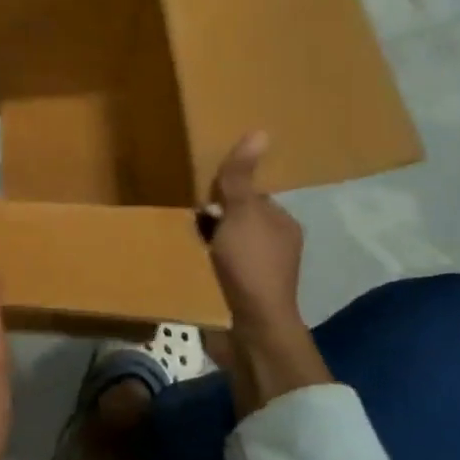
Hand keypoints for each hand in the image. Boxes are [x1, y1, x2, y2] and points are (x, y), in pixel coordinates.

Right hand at [207, 131, 333, 414]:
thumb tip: (259, 131)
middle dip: (211, 217)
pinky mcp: (238, 294)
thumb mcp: (242, 214)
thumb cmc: (250, 266)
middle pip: (234, 220)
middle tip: (184, 216)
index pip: (250, 196)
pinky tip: (183, 262)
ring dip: (203, 242)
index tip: (200, 194)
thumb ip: (241, 178)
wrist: (250, 329)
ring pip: (222, 245)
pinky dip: (200, 264)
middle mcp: (274, 246)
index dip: (225, 193)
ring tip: (178, 238)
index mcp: (282, 224)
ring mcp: (257, 273)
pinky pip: (215, 269)